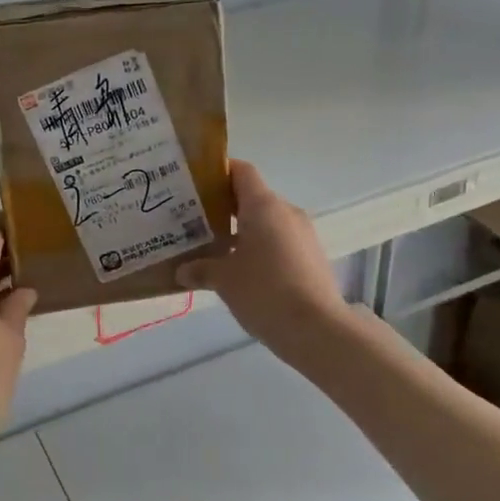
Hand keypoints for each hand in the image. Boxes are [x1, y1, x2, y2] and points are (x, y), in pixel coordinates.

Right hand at [177, 160, 349, 359]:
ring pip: (266, 222)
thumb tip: (182, 270)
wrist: (317, 329)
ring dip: (241, 231)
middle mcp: (286, 212)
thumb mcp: (224, 280)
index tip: (194, 183)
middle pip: (252, 197)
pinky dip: (258, 248)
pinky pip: (278, 242)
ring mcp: (303, 235)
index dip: (218, 172)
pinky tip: (240, 271)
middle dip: (223, 207)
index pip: (241, 171)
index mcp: (263, 206)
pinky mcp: (310, 258)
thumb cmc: (265, 292)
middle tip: (193, 221)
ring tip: (213, 249)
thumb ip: (201, 269)